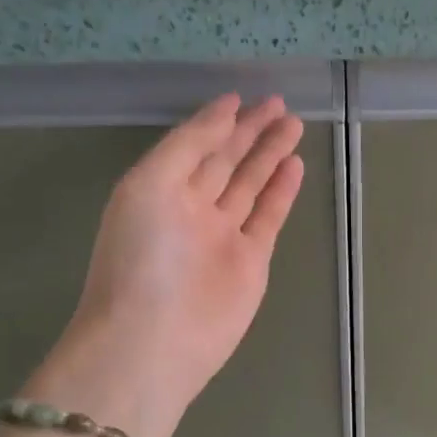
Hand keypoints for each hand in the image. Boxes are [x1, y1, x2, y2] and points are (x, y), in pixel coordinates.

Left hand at [61, 93, 304, 415]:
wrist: (155, 339)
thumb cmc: (143, 257)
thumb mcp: (151, 184)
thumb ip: (189, 144)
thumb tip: (225, 110)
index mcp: (159, 189)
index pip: (194, 146)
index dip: (217, 121)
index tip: (242, 97)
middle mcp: (190, 209)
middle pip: (226, 162)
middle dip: (251, 132)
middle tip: (279, 104)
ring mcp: (223, 236)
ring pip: (250, 185)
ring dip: (270, 155)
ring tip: (293, 124)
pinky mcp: (251, 261)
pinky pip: (268, 217)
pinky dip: (281, 191)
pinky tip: (294, 164)